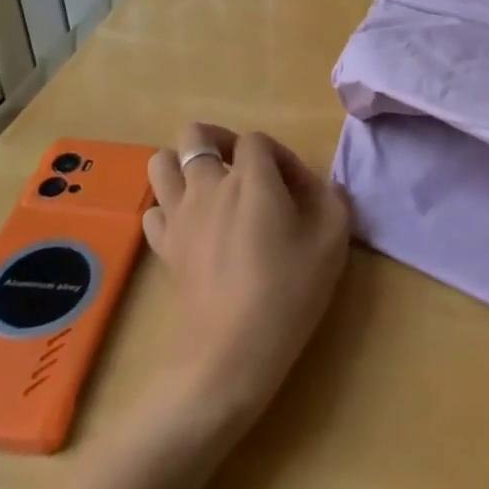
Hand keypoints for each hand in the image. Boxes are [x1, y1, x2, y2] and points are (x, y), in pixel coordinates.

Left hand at [143, 124, 350, 422]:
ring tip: (212, 188)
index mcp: (252, 178)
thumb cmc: (289, 291)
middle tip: (244, 169)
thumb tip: (312, 184)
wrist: (231, 353)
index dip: (279, 156)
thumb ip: (329, 197)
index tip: (296, 188)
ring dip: (186, 165)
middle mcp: (209, 185)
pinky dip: (171, 206)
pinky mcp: (163, 247)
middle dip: (220, 141)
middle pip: (196, 134)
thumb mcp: (333, 239)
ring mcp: (179, 215)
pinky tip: (194, 225)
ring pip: (163, 162)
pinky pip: (155, 208)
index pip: (257, 140)